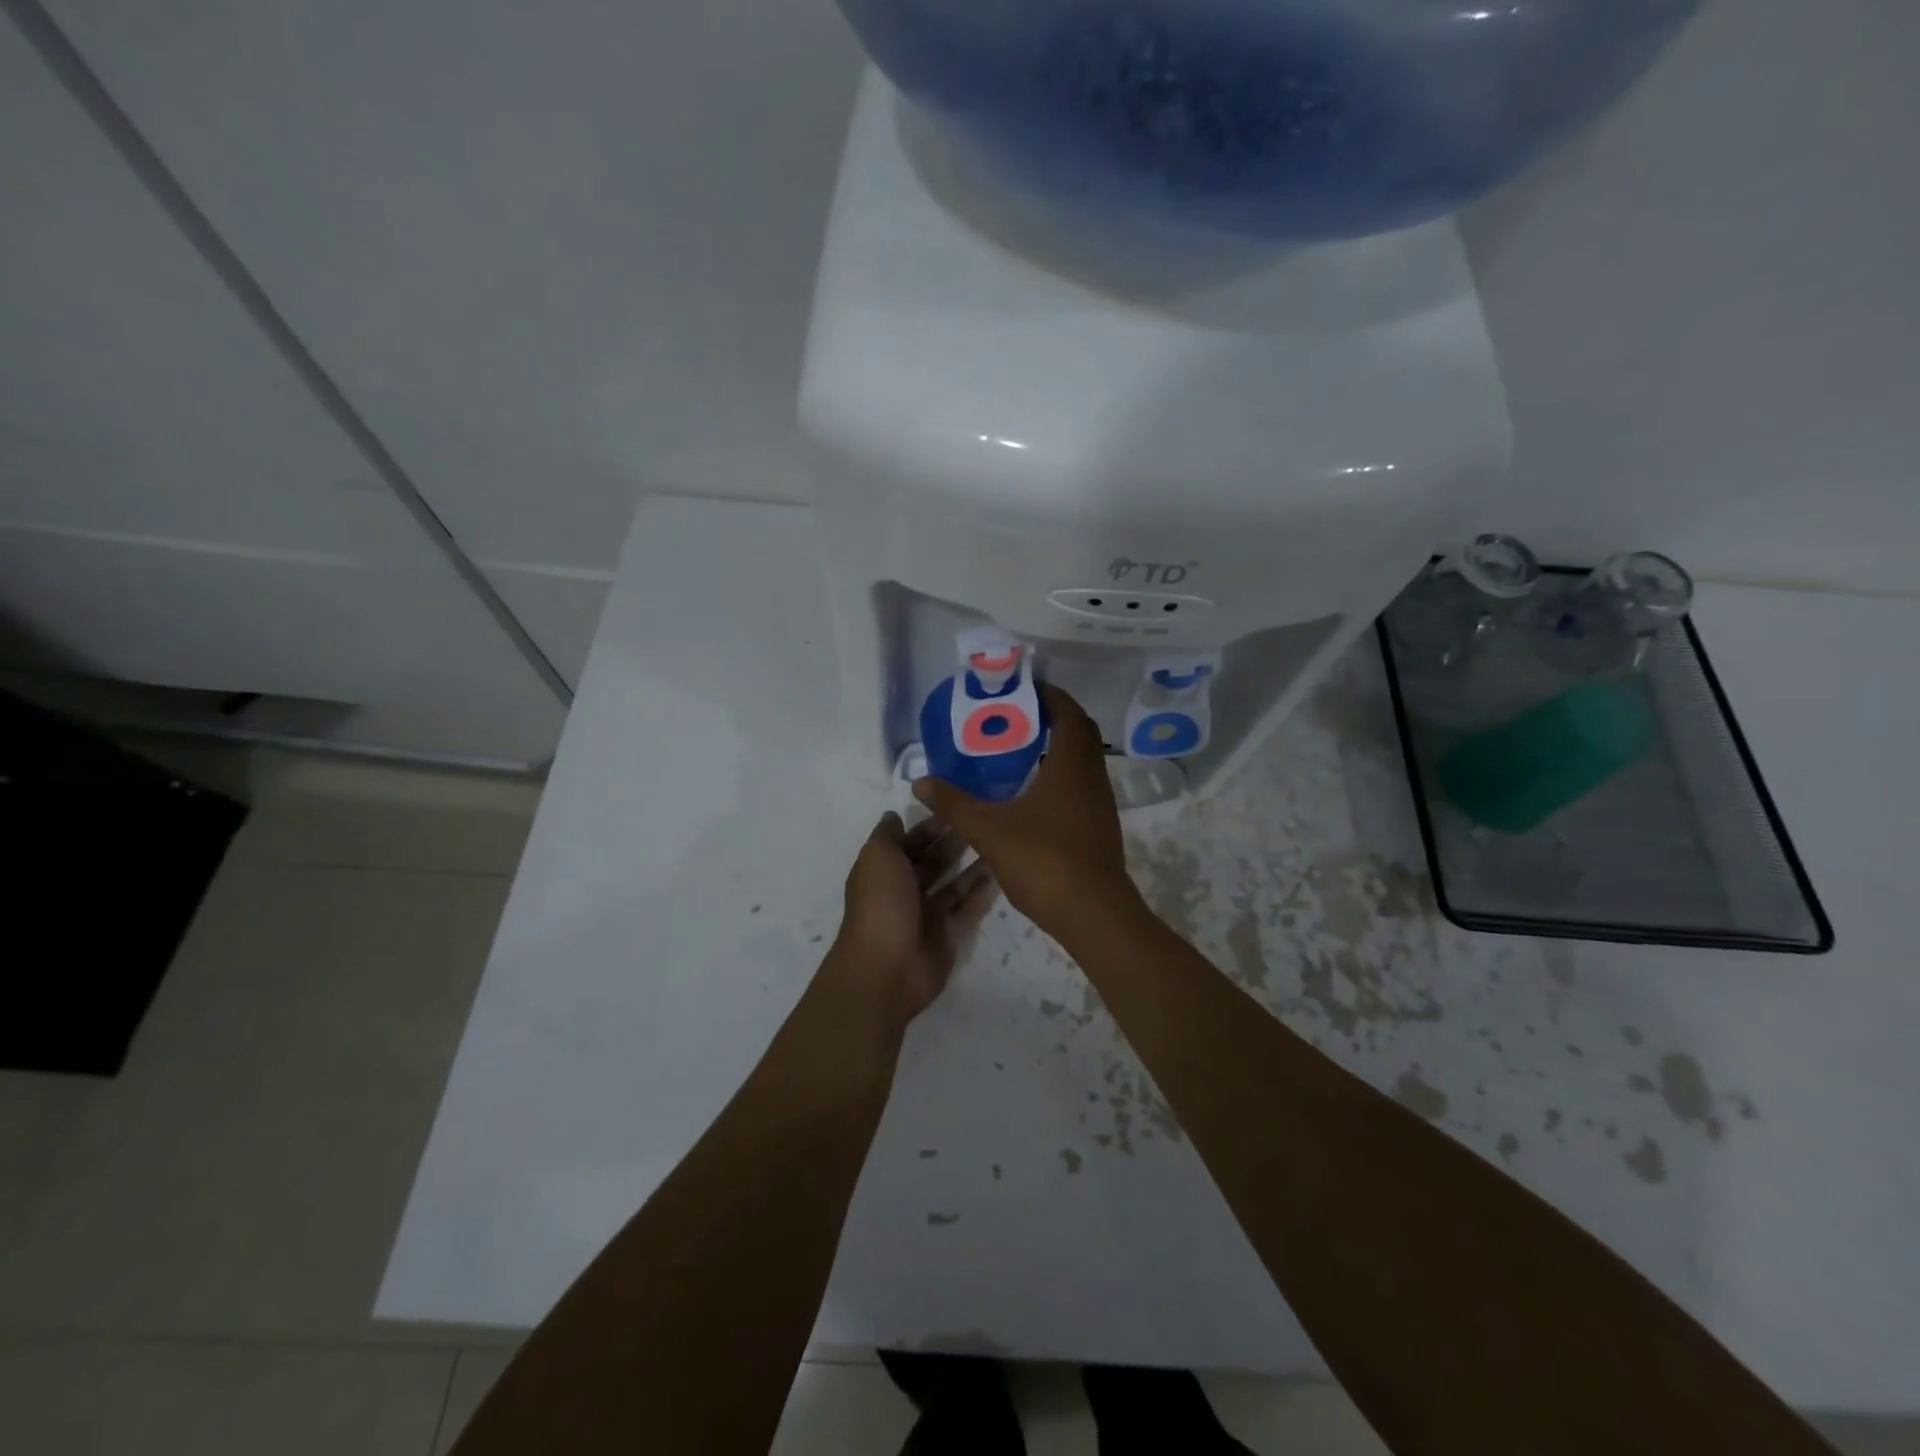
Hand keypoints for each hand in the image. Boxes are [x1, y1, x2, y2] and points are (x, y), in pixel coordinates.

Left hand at [828, 812, 997, 1027]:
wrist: (887, 967)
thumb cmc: (881, 903)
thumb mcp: (878, 857)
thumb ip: (888, 835)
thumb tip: (894, 815)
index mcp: (884, 871)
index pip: (908, 843)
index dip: (928, 826)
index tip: (954, 806)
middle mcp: (904, 891)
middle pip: (932, 862)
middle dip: (953, 843)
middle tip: (983, 821)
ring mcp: (926, 915)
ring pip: (953, 885)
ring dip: (971, 867)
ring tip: (997, 844)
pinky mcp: (948, 936)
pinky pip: (967, 910)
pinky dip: (981, 894)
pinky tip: (1000, 874)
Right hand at [913, 685, 1137, 937]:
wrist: (1093, 914)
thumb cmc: (1043, 861)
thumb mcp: (989, 830)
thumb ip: (954, 803)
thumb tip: (921, 782)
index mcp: (1071, 765)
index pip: (1068, 712)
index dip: (1049, 695)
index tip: (1021, 690)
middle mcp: (1092, 776)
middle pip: (1079, 732)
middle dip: (1051, 719)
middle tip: (1015, 718)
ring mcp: (1101, 803)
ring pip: (1082, 761)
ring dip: (1057, 749)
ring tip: (1018, 751)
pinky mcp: (1100, 826)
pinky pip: (1082, 785)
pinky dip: (1061, 776)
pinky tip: (1032, 794)